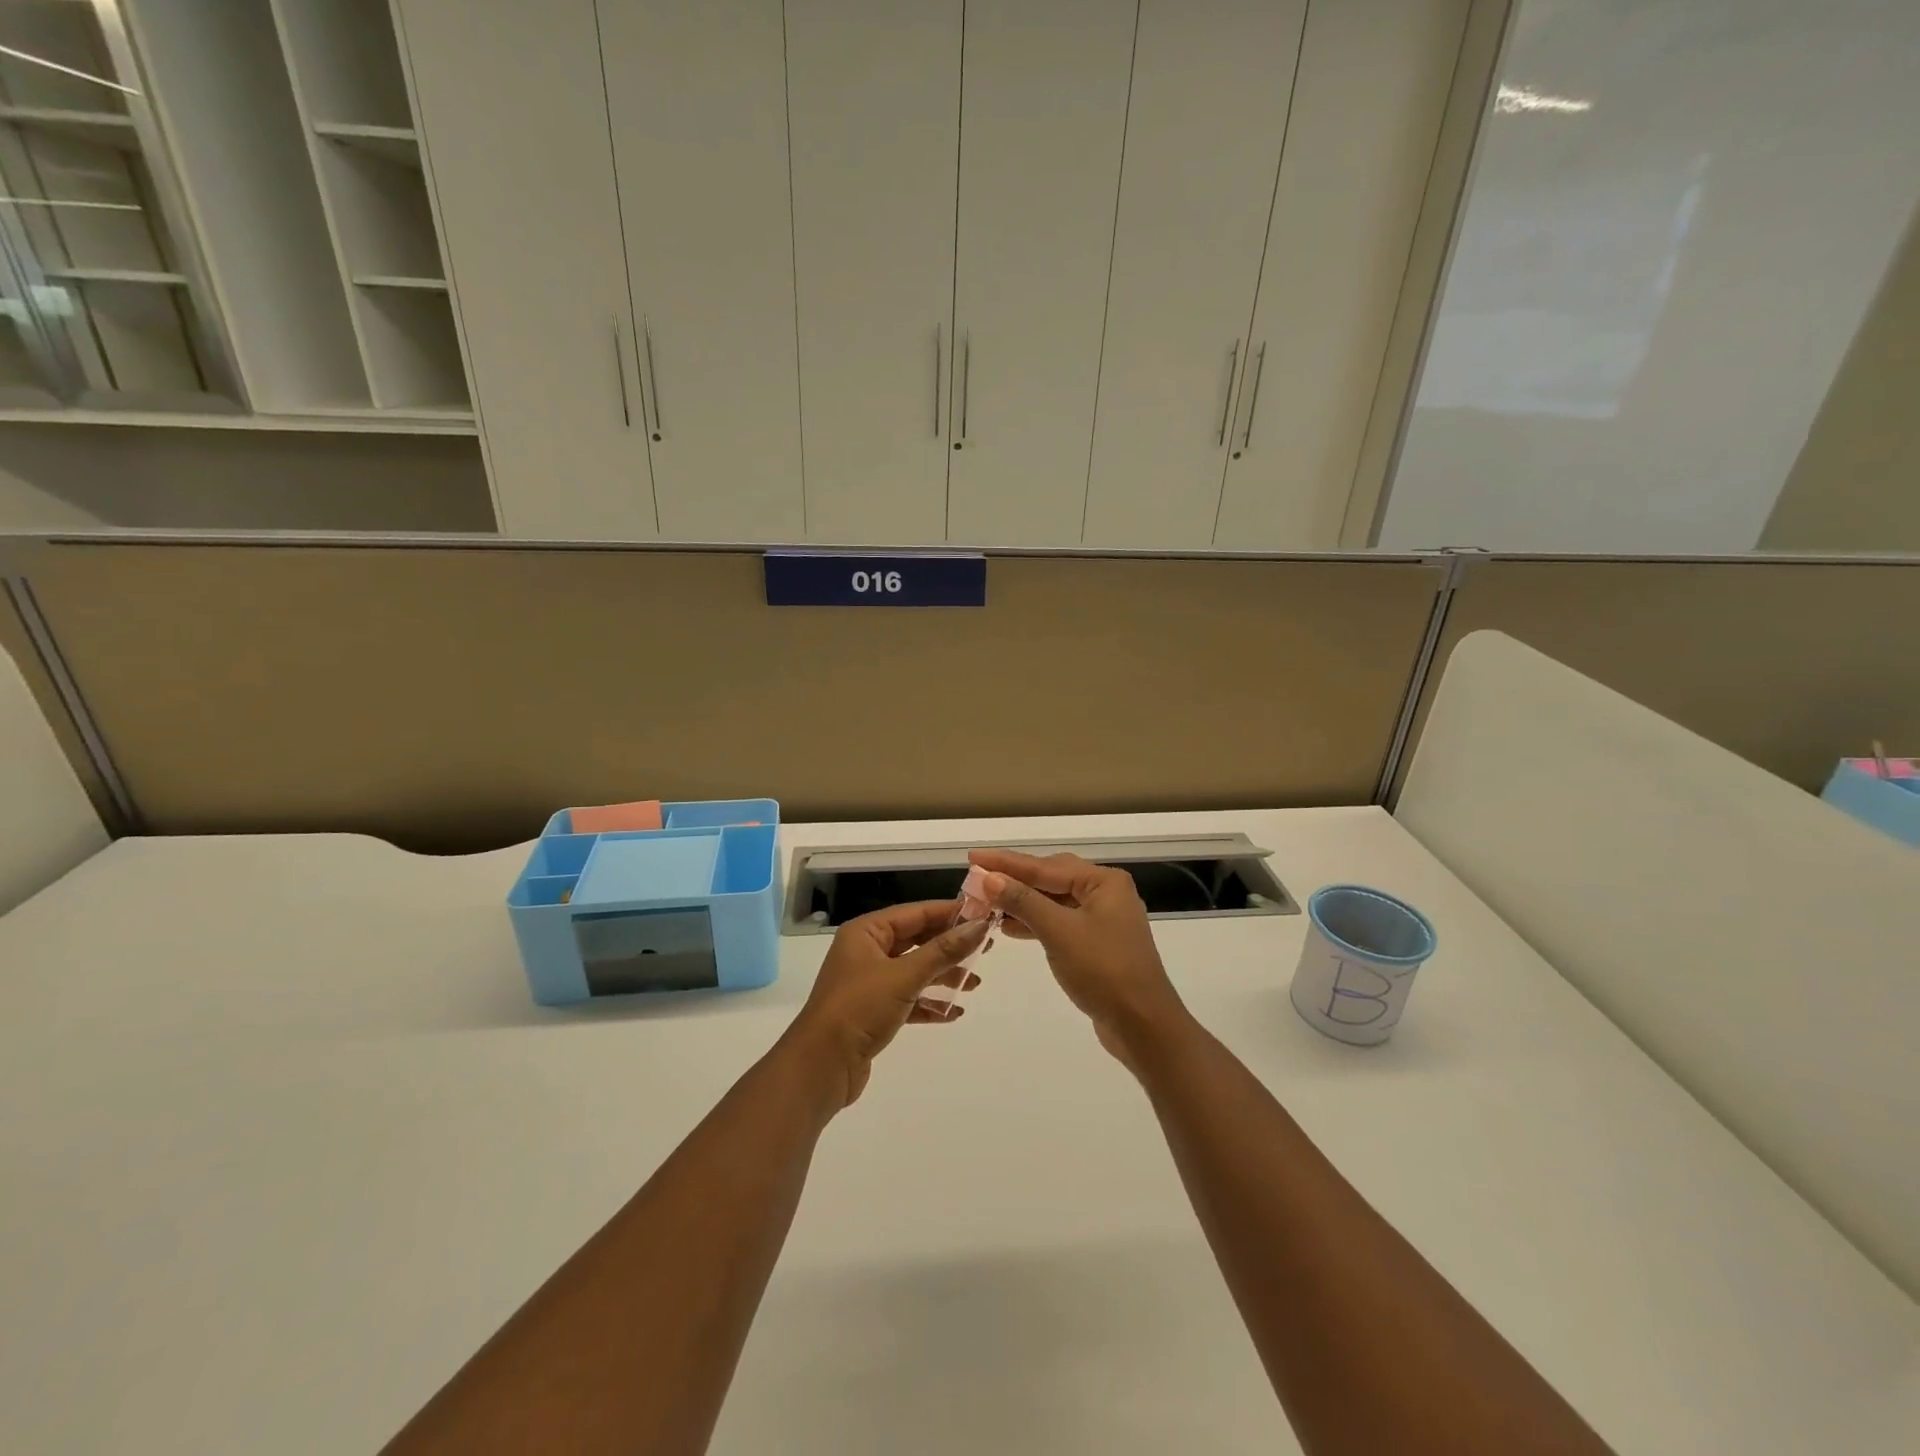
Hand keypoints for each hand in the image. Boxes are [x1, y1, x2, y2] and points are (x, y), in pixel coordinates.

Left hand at [783, 901, 987, 1109]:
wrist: (820, 1067)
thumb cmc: (859, 1009)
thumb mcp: (904, 976)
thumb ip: (944, 951)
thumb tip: (980, 925)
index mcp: (866, 932)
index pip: (916, 913)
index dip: (950, 913)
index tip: (984, 914)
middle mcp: (866, 952)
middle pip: (916, 940)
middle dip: (950, 946)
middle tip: (986, 949)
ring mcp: (868, 983)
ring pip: (914, 970)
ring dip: (943, 976)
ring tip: (975, 984)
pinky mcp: (873, 1012)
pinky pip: (908, 999)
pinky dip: (929, 1003)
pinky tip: (954, 1012)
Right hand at [968, 850, 1187, 1067]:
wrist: (1143, 1026)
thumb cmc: (1103, 971)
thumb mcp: (1059, 932)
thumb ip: (1023, 901)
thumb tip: (989, 877)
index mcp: (1103, 882)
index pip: (1044, 866)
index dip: (1005, 862)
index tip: (973, 856)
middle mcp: (1106, 893)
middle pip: (1050, 878)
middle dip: (1013, 880)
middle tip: (977, 879)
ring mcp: (1103, 919)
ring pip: (1054, 901)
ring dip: (1022, 902)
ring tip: (986, 903)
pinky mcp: (1097, 944)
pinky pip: (1059, 922)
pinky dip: (1035, 922)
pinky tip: (1010, 927)